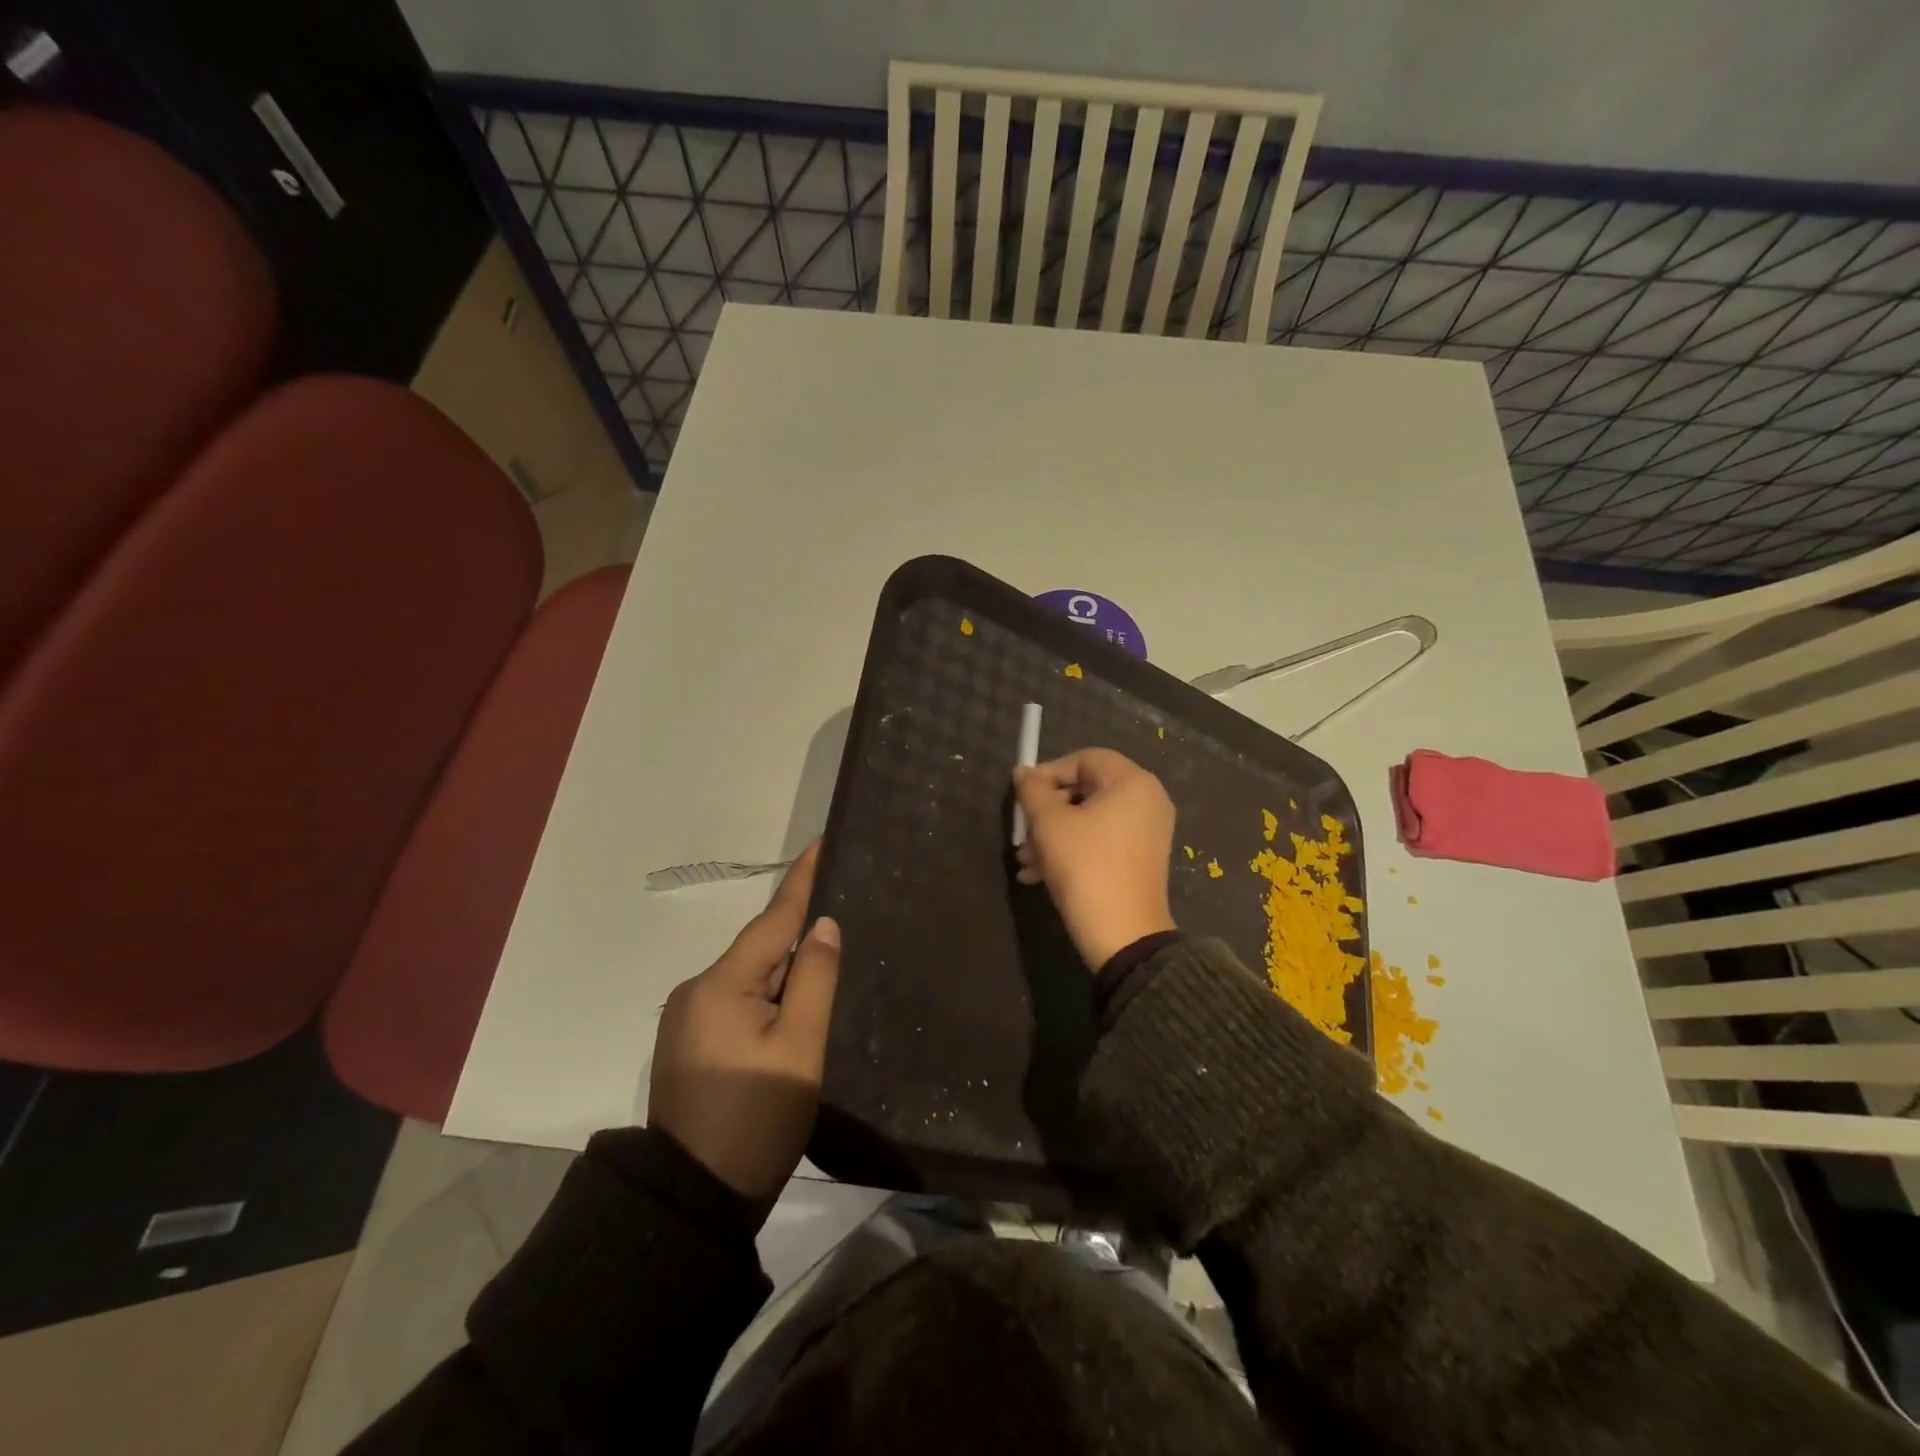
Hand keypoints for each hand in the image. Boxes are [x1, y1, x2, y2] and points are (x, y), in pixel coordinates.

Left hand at [648, 842, 839, 1206]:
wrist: (693, 1202)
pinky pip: (736, 1003)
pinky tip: (790, 1010)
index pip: (771, 921)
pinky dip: (766, 997)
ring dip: (783, 974)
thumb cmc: (756, 1119)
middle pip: (760, 951)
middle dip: (798, 939)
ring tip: (825, 968)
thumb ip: (814, 979)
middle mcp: (695, 992)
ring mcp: (687, 1020)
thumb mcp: (799, 1048)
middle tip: (843, 919)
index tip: (818, 843)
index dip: (799, 881)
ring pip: (749, 979)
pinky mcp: (689, 1046)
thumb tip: (822, 925)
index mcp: (719, 986)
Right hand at [1013, 749, 1177, 968]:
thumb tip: (1023, 772)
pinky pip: (1100, 842)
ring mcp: (1146, 832)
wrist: (1123, 936)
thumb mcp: (1050, 824)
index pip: (1085, 759)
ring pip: (1089, 820)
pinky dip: (1071, 851)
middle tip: (1021, 832)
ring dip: (1052, 836)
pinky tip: (1037, 876)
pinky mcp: (1139, 860)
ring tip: (1024, 861)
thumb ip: (1033, 791)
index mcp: (1133, 783)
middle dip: (1047, 811)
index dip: (1049, 772)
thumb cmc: (1086, 867)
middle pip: (1086, 790)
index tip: (1023, 795)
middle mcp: (1146, 801)